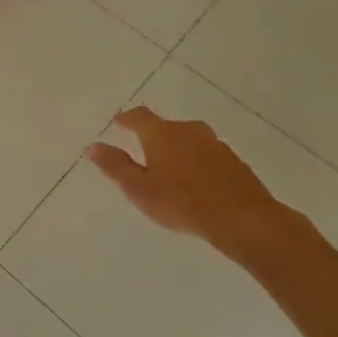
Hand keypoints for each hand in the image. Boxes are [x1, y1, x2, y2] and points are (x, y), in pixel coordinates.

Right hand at [87, 108, 289, 257]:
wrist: (244, 220)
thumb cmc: (182, 203)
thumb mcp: (139, 188)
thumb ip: (115, 166)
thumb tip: (93, 146)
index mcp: (162, 133)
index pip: (139, 116)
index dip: (126, 119)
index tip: (118, 123)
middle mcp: (189, 131)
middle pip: (166, 127)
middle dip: (153, 136)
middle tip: (143, 151)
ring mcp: (215, 144)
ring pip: (189, 140)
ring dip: (177, 149)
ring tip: (169, 169)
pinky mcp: (234, 162)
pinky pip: (207, 155)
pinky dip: (197, 162)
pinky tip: (195, 182)